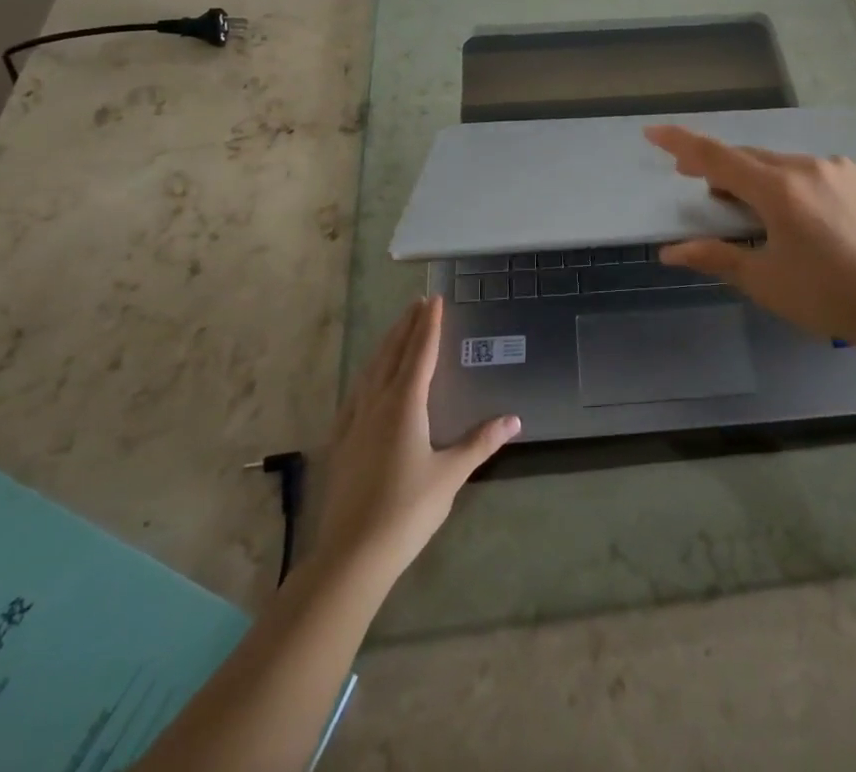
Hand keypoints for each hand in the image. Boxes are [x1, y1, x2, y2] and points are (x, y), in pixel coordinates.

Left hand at [304, 296, 518, 584]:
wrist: (351, 555)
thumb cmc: (407, 510)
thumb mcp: (450, 475)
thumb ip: (480, 443)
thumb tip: (514, 419)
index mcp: (404, 404)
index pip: (420, 353)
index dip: (428, 325)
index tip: (433, 299)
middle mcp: (377, 403)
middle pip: (392, 354)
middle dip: (406, 327)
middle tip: (416, 303)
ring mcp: (354, 422)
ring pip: (371, 371)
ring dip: (386, 346)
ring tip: (395, 330)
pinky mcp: (341, 442)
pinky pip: (356, 393)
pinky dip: (368, 374)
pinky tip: (367, 380)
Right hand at [645, 124, 855, 342]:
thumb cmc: (826, 296)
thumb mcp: (764, 280)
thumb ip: (716, 256)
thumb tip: (670, 252)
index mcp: (778, 190)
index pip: (717, 157)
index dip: (681, 143)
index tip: (654, 131)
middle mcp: (807, 166)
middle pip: (751, 159)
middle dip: (723, 171)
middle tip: (707, 193)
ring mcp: (840, 166)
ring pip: (786, 164)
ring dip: (764, 180)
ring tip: (761, 212)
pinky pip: (819, 170)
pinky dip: (801, 184)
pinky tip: (809, 214)